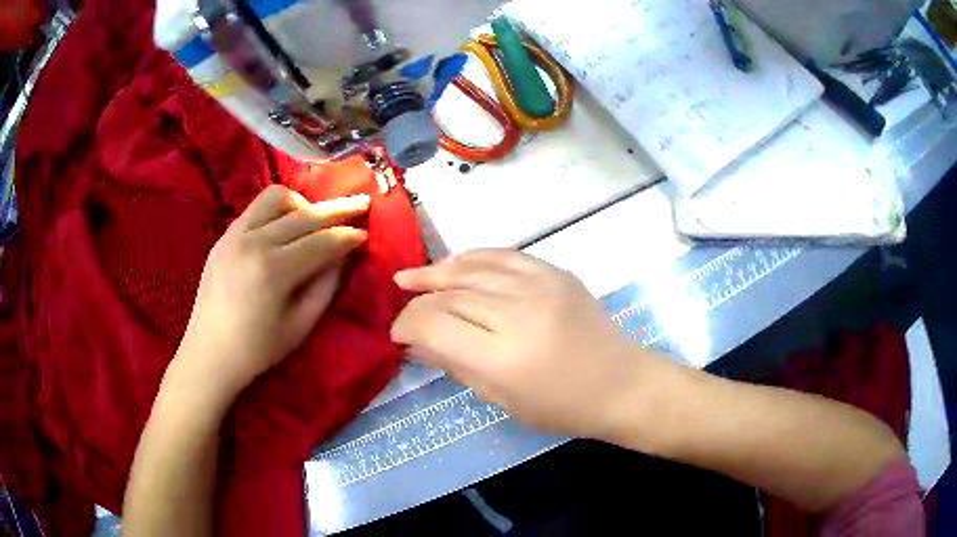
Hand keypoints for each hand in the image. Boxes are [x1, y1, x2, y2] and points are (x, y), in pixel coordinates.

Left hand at [176, 185, 369, 403]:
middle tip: (361, 204)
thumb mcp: (300, 326)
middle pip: (304, 215)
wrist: (208, 353)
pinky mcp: (224, 236)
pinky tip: (287, 223)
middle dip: (337, 209)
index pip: (321, 242)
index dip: (347, 237)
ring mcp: (234, 235)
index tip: (366, 233)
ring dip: (303, 204)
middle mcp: (253, 243)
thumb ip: (326, 286)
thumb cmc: (257, 350)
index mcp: (273, 271)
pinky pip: (255, 208)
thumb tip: (345, 255)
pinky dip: (277, 209)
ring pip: (276, 198)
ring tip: (315, 219)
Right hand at [391, 250, 652, 438]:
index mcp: (503, 357)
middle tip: (403, 304)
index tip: (398, 333)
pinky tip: (454, 263)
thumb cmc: (561, 407)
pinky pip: (503, 256)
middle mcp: (518, 313)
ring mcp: (540, 285)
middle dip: (419, 300)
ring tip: (412, 277)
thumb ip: (455, 365)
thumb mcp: (501, 398)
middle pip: (451, 294)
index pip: (435, 325)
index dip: (408, 325)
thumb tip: (417, 342)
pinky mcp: (555, 272)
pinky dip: (472, 258)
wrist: (620, 383)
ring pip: (473, 268)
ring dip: (437, 272)